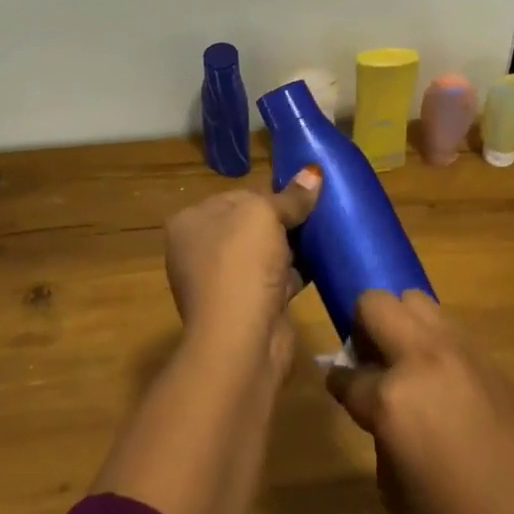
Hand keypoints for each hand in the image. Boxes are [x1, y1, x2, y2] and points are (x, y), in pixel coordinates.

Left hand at [163, 166, 319, 370]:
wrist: (240, 340)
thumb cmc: (241, 263)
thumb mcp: (265, 214)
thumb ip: (290, 197)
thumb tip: (313, 172)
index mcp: (189, 222)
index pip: (236, 196)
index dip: (269, 194)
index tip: (299, 196)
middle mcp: (198, 251)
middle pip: (250, 225)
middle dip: (282, 222)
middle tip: (317, 215)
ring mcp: (220, 283)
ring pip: (264, 254)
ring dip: (291, 248)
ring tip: (323, 236)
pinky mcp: (245, 308)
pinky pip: (274, 281)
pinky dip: (294, 274)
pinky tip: (319, 265)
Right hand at [325, 289, 513, 513]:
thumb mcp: (396, 492)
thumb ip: (379, 436)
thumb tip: (380, 408)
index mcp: (392, 398)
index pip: (347, 375)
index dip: (337, 381)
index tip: (338, 385)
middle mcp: (421, 358)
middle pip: (374, 304)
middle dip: (361, 326)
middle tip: (369, 360)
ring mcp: (457, 348)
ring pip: (412, 300)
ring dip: (398, 322)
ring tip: (405, 361)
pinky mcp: (485, 351)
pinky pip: (444, 324)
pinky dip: (429, 337)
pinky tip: (438, 374)